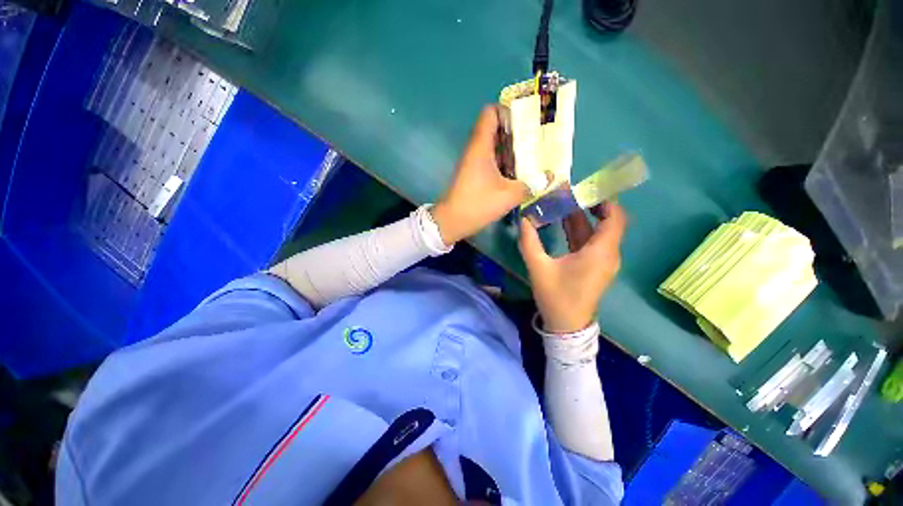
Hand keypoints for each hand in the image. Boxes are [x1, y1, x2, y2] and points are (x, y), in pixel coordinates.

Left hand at [431, 106, 529, 244]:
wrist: (451, 222)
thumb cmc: (477, 204)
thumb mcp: (508, 195)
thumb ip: (531, 185)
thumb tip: (551, 177)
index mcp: (481, 146)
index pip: (491, 113)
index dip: (509, 112)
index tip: (528, 123)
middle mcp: (476, 150)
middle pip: (496, 129)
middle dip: (517, 133)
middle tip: (537, 141)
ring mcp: (474, 163)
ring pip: (495, 147)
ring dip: (512, 150)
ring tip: (533, 157)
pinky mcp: (474, 174)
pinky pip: (491, 161)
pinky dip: (505, 163)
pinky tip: (519, 174)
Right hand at [519, 203, 626, 332]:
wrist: (567, 326)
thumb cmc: (556, 297)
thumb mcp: (538, 267)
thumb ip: (529, 241)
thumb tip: (523, 219)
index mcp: (600, 252)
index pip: (615, 218)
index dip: (604, 200)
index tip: (584, 189)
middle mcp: (607, 253)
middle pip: (605, 222)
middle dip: (586, 205)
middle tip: (565, 193)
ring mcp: (602, 260)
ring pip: (596, 231)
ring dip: (580, 217)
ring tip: (560, 203)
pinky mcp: (595, 265)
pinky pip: (590, 241)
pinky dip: (578, 230)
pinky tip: (561, 222)